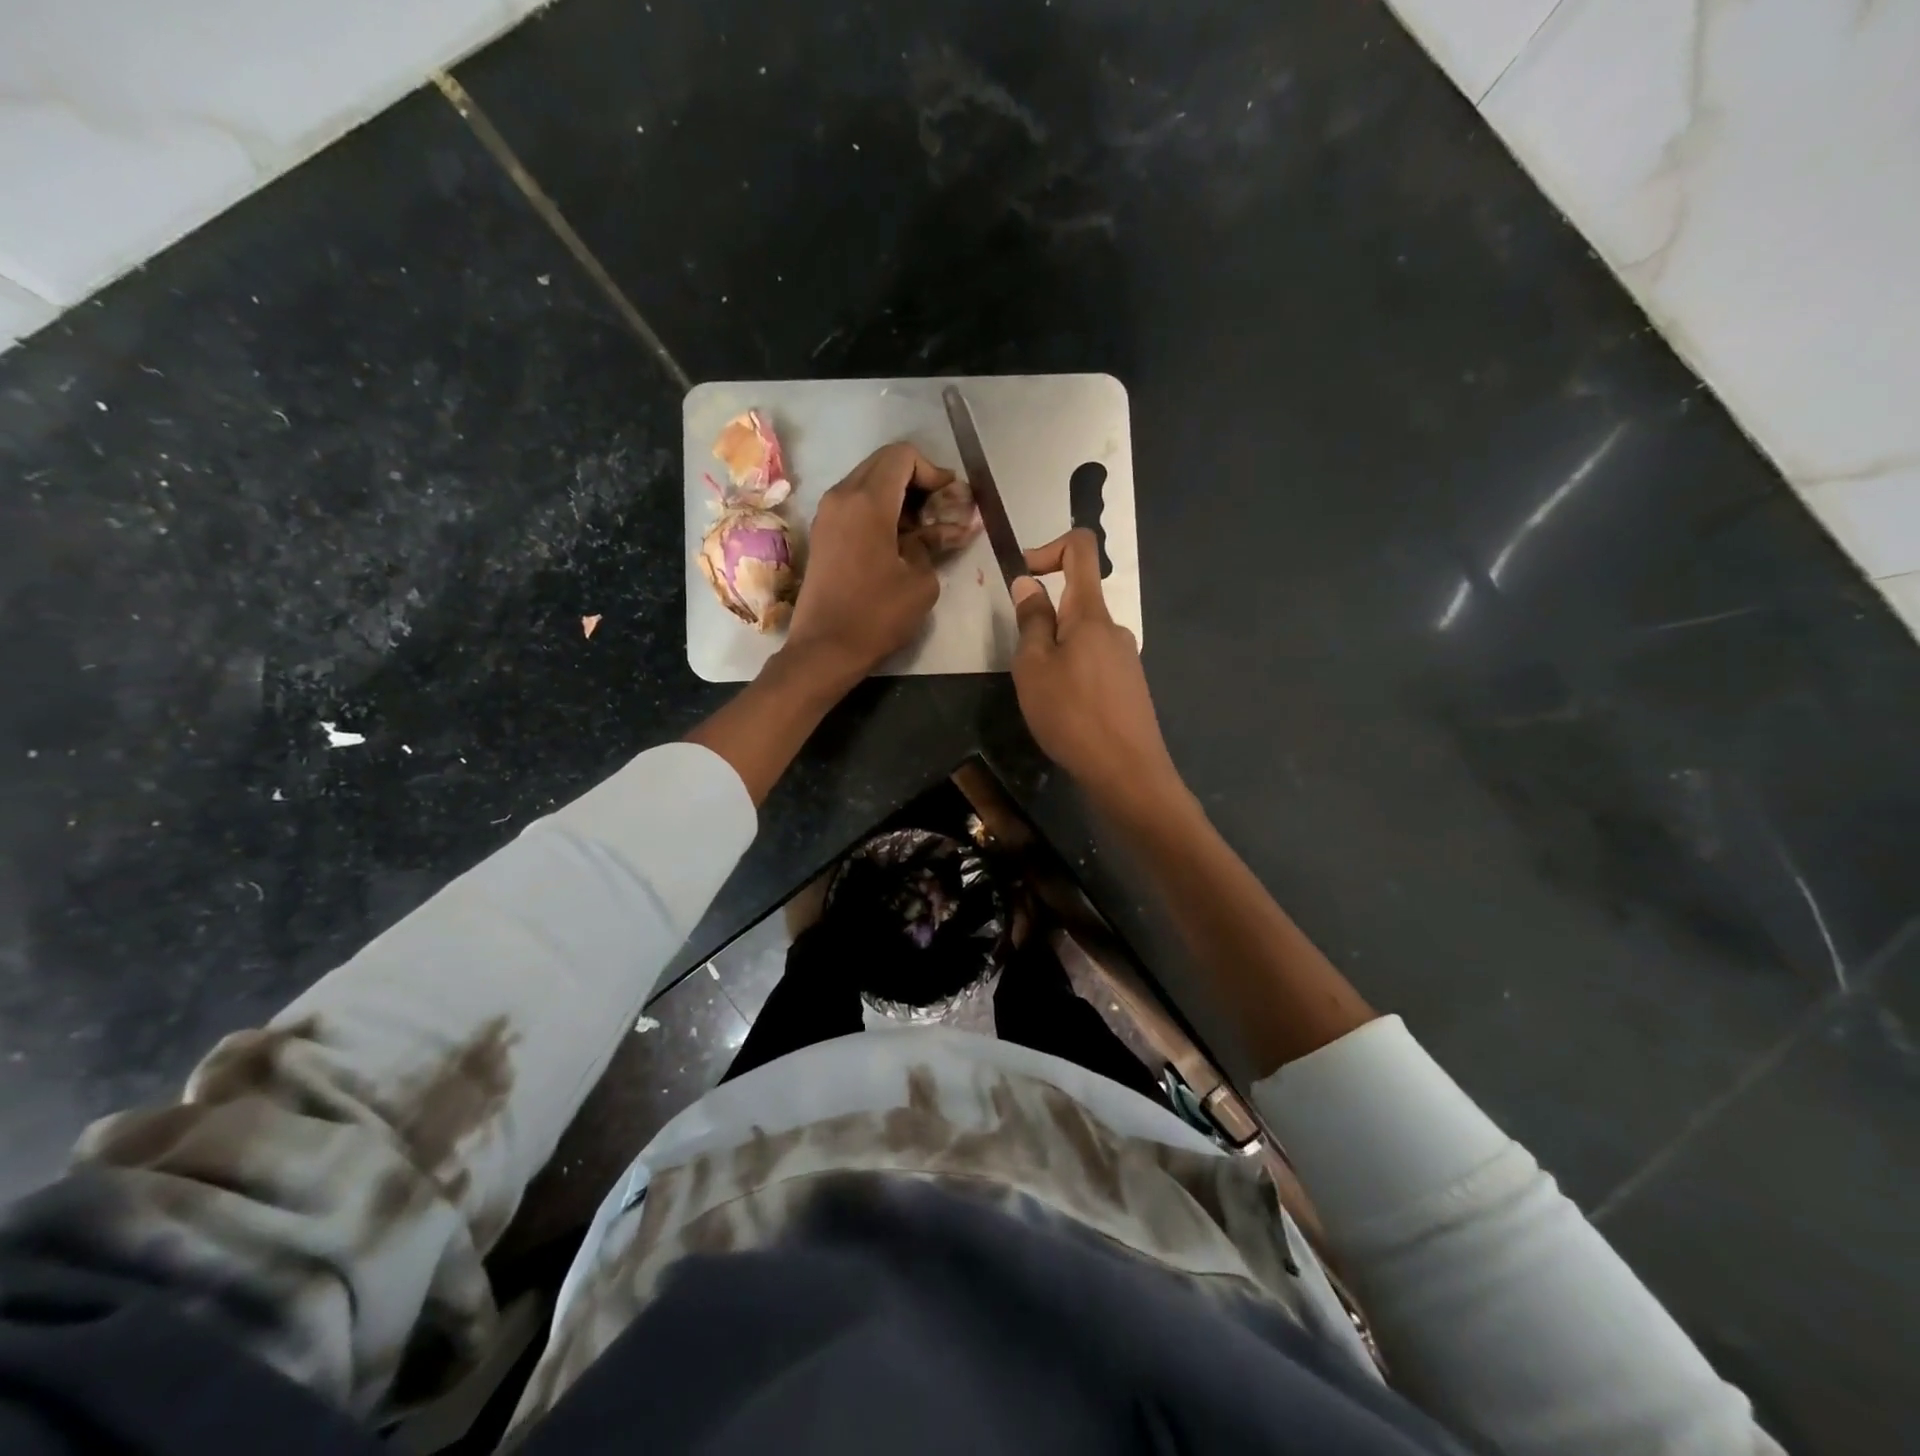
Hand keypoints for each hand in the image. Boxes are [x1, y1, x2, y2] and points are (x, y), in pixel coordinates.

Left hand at [783, 443, 946, 683]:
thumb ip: (935, 542)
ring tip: (925, 529)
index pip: (903, 456)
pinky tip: (900, 541)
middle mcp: (841, 496)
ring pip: (868, 483)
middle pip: (883, 464)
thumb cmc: (877, 615)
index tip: (950, 500)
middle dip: (917, 481)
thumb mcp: (921, 581)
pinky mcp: (823, 534)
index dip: (933, 471)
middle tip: (941, 511)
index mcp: (867, 501)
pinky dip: (880, 511)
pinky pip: (855, 505)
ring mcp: (827, 514)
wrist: (825, 649)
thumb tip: (949, 527)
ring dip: (899, 497)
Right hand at [1011, 529, 1180, 815]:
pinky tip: (1065, 710)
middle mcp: (1114, 627)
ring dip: (1056, 651)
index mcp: (1090, 613)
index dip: (1049, 547)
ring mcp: (1126, 657)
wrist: (1126, 771)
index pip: (1080, 548)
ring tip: (1043, 694)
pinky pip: (1094, 662)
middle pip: (1077, 600)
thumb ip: (1031, 620)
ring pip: (1083, 637)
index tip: (1023, 576)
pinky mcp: (1129, 685)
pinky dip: (1073, 672)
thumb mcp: (1034, 666)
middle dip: (1044, 619)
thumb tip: (1029, 582)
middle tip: (1024, 663)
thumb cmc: (1071, 714)